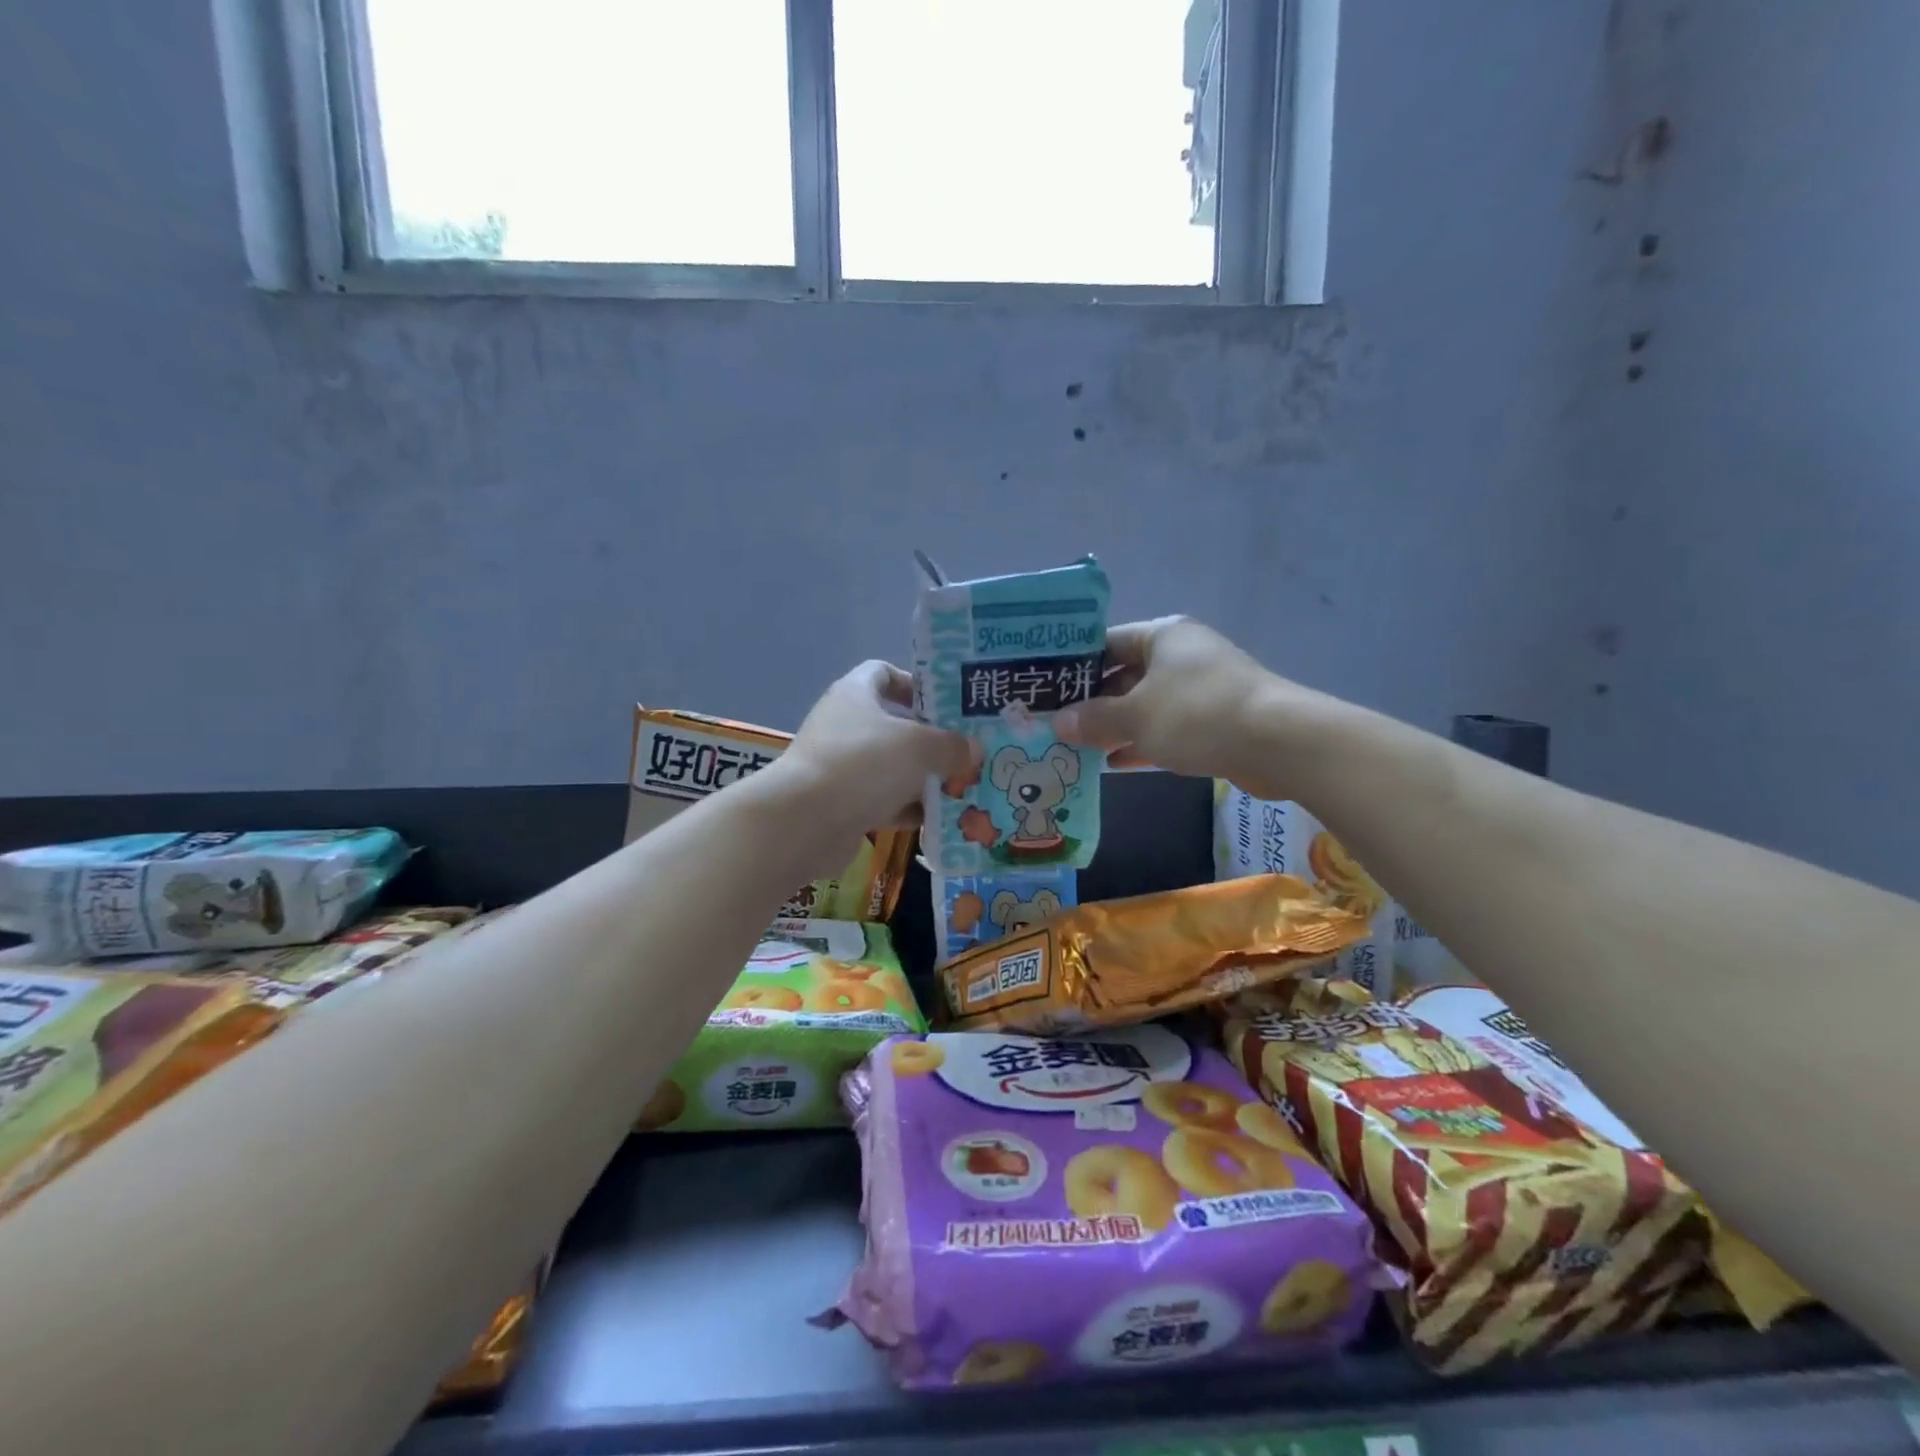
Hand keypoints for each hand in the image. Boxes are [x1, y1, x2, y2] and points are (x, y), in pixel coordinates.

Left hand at [781, 661, 974, 838]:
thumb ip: (951, 745)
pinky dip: (909, 809)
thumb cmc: (863, 764)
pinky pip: (884, 801)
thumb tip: (973, 750)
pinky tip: (941, 819)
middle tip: (968, 750)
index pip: (883, 673)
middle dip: (931, 739)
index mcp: (855, 694)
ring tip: (963, 786)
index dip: (915, 683)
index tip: (947, 703)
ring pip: (892, 767)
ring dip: (924, 778)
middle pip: (894, 724)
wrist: (805, 822)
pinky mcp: (842, 804)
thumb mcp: (920, 747)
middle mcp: (845, 726)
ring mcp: (841, 766)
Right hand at [1057, 617, 1292, 797]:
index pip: (1106, 644)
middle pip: (1124, 676)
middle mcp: (1181, 656)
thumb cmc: (1197, 714)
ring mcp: (1200, 690)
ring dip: (1114, 726)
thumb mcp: (1136, 716)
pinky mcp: (1214, 721)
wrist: (1278, 743)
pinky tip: (1112, 763)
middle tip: (1054, 725)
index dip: (1073, 666)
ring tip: (1075, 747)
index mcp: (1162, 637)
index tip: (1044, 690)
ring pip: (1145, 705)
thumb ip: (1093, 719)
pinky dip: (1141, 743)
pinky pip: (1166, 728)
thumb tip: (1057, 723)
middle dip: (1091, 703)